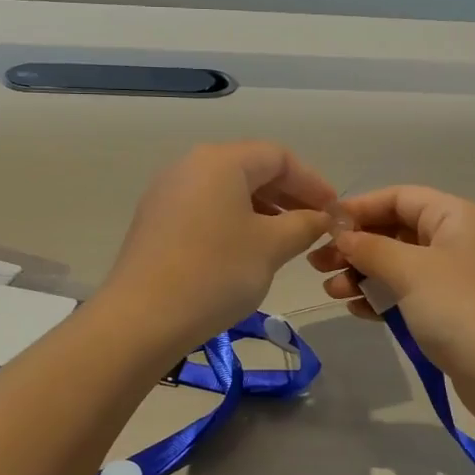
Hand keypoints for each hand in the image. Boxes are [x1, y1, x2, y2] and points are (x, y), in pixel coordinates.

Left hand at [99, 141, 337, 350]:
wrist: (141, 318)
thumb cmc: (215, 273)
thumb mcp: (271, 247)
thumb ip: (303, 224)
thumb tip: (321, 217)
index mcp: (221, 161)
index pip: (279, 156)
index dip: (312, 182)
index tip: (333, 211)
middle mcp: (191, 165)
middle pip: (250, 168)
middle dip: (288, 194)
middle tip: (314, 224)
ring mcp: (167, 191)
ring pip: (227, 189)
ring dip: (262, 208)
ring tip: (285, 239)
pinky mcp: (155, 219)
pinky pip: (205, 207)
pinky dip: (233, 220)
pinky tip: (246, 249)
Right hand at [307, 186, 474, 389]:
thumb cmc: (462, 309)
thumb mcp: (411, 271)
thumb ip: (371, 248)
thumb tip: (342, 235)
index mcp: (456, 216)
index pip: (399, 197)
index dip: (359, 208)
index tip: (323, 227)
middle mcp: (458, 239)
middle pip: (396, 231)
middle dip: (357, 246)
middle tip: (318, 265)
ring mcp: (456, 276)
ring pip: (399, 264)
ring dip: (364, 274)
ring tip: (333, 292)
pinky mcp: (452, 310)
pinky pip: (409, 292)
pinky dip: (382, 296)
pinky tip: (357, 309)